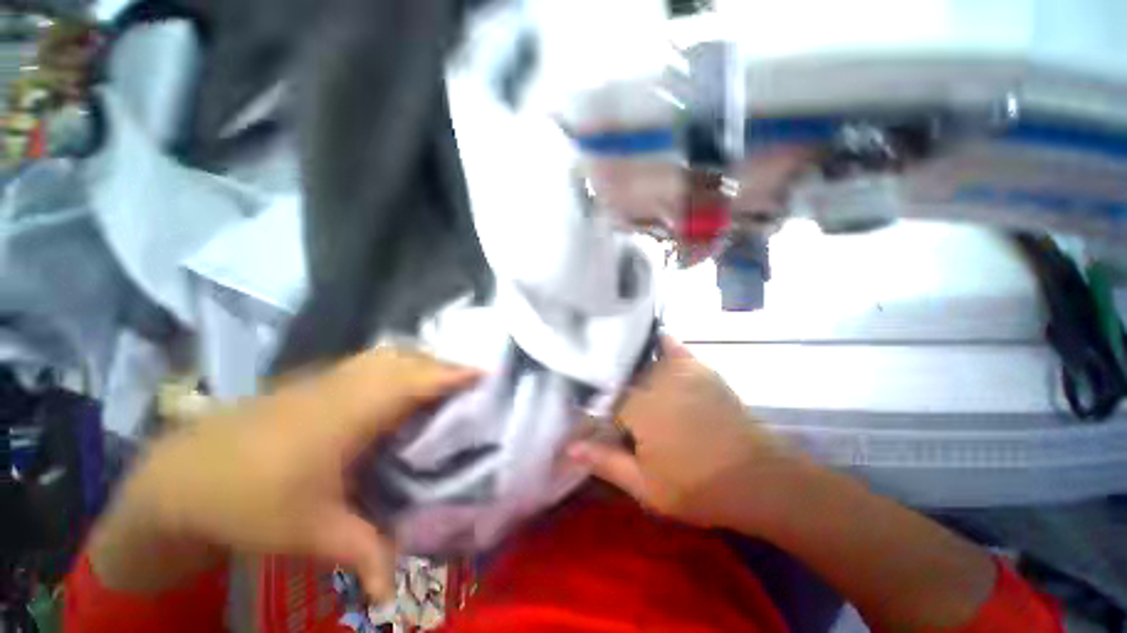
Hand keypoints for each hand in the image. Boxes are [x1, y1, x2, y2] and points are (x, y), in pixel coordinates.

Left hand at [92, 348, 477, 600]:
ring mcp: (325, 379)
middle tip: (467, 379)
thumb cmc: (250, 501)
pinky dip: (392, 364)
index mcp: (352, 415)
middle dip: (442, 364)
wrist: (180, 478)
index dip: (453, 374)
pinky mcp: (310, 382)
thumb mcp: (312, 533)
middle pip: (406, 359)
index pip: (416, 382)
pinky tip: (394, 383)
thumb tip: (391, 592)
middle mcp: (345, 386)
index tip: (484, 372)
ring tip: (438, 377)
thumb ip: (363, 553)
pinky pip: (366, 362)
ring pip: (385, 354)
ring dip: (417, 360)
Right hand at [569, 337, 801, 531]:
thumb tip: (568, 446)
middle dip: (608, 385)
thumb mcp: (646, 486)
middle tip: (600, 394)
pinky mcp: (699, 368)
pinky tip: (650, 340)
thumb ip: (605, 462)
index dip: (594, 409)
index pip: (602, 400)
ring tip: (613, 366)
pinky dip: (659, 342)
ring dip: (626, 364)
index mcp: (637, 407)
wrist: (759, 480)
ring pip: (640, 359)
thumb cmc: (699, 487)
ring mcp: (678, 370)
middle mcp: (653, 380)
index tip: (589, 416)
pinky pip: (673, 346)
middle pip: (619, 376)